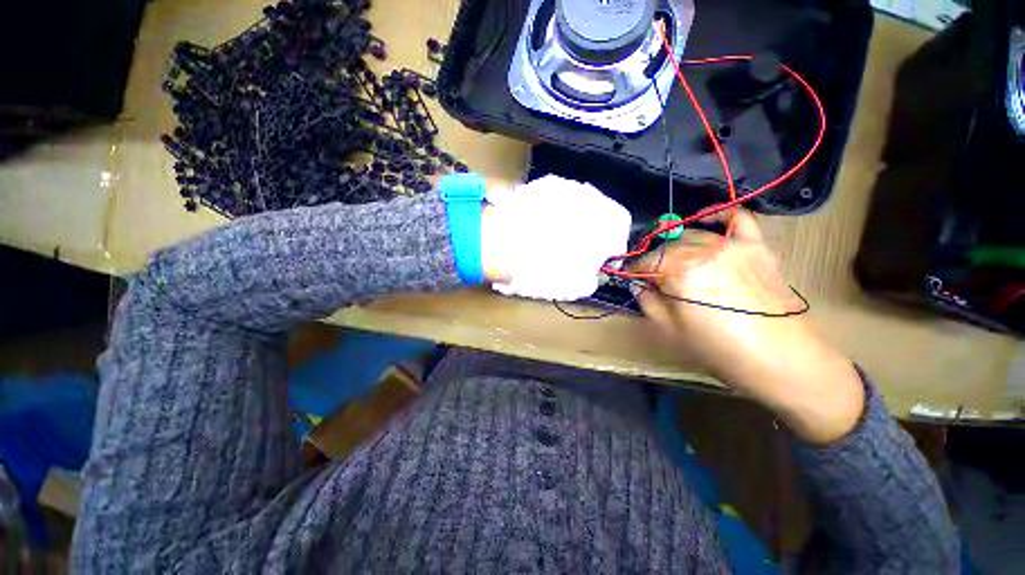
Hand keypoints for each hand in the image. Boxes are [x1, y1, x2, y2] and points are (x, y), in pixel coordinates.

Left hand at [481, 175, 631, 300]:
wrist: (503, 243)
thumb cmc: (547, 268)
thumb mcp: (578, 286)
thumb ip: (594, 278)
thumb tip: (595, 272)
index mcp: (613, 222)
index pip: (620, 239)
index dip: (607, 256)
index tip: (594, 266)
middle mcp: (595, 196)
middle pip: (600, 219)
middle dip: (590, 237)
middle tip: (572, 254)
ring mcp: (568, 185)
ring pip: (577, 207)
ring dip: (570, 223)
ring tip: (550, 241)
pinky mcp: (543, 182)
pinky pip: (555, 200)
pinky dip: (551, 213)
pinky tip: (537, 227)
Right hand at [633, 210, 863, 443]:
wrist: (781, 359)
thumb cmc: (719, 349)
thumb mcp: (670, 330)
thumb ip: (648, 301)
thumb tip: (638, 284)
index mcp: (681, 273)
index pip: (647, 261)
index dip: (635, 269)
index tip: (630, 277)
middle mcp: (705, 252)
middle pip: (668, 246)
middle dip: (655, 261)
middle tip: (653, 278)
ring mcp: (734, 246)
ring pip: (694, 235)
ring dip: (679, 247)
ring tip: (677, 262)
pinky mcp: (757, 247)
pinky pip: (738, 219)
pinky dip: (720, 216)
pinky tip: (708, 219)